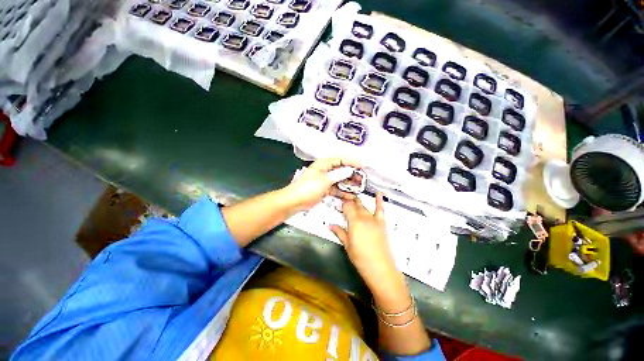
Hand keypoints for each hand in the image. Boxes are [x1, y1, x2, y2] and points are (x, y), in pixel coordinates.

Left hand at [282, 157, 361, 211]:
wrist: (295, 201)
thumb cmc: (309, 187)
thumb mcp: (325, 180)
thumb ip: (339, 174)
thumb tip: (350, 170)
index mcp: (324, 164)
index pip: (341, 159)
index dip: (352, 161)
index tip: (362, 166)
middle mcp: (325, 170)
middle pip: (341, 170)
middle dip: (352, 174)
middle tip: (362, 178)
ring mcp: (325, 180)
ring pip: (340, 180)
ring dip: (349, 184)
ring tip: (358, 188)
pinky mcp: (324, 189)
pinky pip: (336, 189)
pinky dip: (342, 192)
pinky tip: (350, 196)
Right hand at [329, 193, 405, 294]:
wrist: (380, 268)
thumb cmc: (360, 258)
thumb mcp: (347, 245)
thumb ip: (339, 232)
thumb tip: (329, 225)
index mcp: (354, 221)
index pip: (347, 207)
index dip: (343, 204)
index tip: (339, 204)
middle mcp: (364, 217)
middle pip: (355, 205)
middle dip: (349, 202)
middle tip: (344, 202)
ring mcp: (374, 219)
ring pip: (364, 207)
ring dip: (358, 203)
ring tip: (353, 199)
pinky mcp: (381, 223)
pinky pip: (380, 210)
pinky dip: (379, 201)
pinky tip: (379, 193)